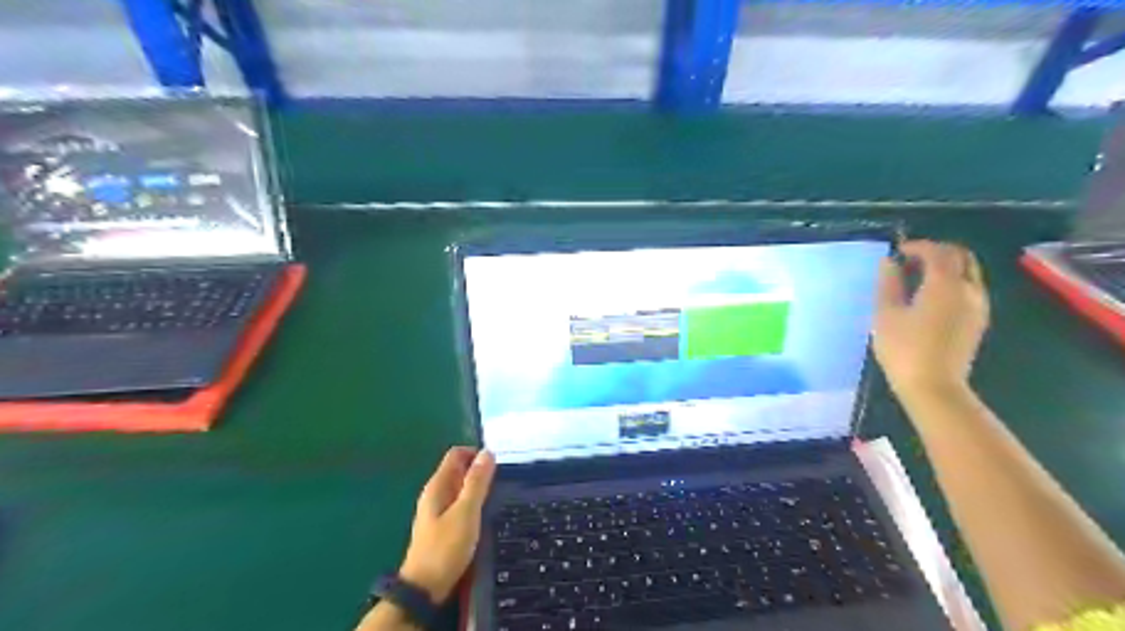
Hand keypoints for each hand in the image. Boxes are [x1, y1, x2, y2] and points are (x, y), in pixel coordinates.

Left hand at [400, 446, 494, 604]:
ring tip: (499, 495)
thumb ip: (477, 482)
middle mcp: (435, 493)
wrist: (425, 588)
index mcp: (438, 485)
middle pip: (458, 469)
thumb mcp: (466, 512)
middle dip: (479, 470)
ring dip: (478, 487)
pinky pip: (460, 503)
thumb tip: (487, 452)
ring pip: (460, 487)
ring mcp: (437, 510)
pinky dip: (473, 502)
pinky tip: (486, 513)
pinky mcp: (442, 525)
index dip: (476, 453)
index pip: (456, 454)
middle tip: (503, 480)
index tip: (498, 464)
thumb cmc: (445, 547)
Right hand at [874, 239, 985, 398]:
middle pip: (961, 256)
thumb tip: (890, 262)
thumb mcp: (886, 313)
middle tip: (911, 259)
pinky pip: (970, 288)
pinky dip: (952, 281)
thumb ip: (888, 283)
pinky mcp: (978, 320)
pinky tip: (930, 296)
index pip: (938, 251)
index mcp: (945, 284)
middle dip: (937, 251)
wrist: (933, 386)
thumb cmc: (903, 348)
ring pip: (968, 272)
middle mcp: (969, 289)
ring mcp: (978, 306)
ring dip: (946, 266)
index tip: (898, 250)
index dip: (918, 246)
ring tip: (918, 277)